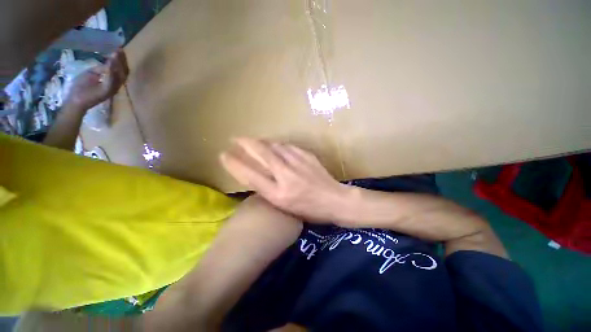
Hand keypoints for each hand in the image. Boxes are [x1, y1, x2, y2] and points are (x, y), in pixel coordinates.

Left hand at [65, 49, 128, 109]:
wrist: (75, 102)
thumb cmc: (81, 89)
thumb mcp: (91, 74)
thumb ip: (101, 69)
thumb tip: (109, 63)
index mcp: (111, 80)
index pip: (120, 69)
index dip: (121, 60)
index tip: (119, 49)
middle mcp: (115, 85)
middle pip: (123, 72)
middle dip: (121, 61)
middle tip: (120, 50)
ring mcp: (111, 88)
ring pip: (119, 76)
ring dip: (118, 64)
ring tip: (116, 54)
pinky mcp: (106, 91)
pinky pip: (111, 81)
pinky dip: (112, 72)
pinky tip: (110, 63)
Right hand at [220, 138, 350, 222]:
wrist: (336, 201)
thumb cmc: (310, 211)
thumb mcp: (285, 208)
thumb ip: (269, 191)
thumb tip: (256, 175)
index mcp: (279, 195)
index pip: (250, 175)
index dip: (234, 164)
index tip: (223, 155)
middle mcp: (286, 176)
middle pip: (261, 154)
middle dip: (245, 143)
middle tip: (235, 139)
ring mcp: (298, 163)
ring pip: (274, 146)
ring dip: (261, 142)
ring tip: (254, 142)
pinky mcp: (307, 156)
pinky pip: (287, 146)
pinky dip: (277, 145)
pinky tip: (275, 146)